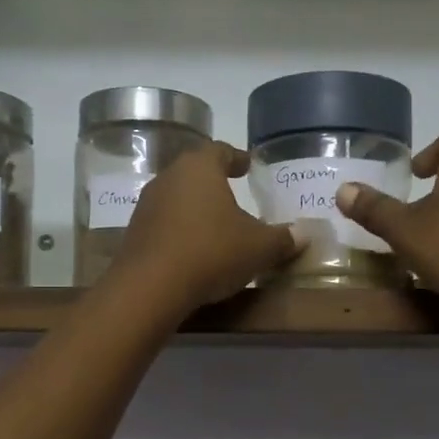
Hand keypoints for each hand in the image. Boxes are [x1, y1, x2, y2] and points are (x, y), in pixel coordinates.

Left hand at [108, 142, 302, 313]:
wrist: (150, 288)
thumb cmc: (211, 252)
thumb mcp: (259, 248)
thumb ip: (283, 238)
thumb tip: (304, 235)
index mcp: (199, 167)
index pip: (220, 150)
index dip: (236, 157)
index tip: (248, 166)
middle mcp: (168, 178)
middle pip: (195, 173)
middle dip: (215, 183)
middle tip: (234, 194)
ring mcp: (146, 206)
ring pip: (177, 199)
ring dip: (196, 209)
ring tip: (216, 225)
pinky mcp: (135, 234)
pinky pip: (164, 225)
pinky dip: (181, 231)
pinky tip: (194, 249)